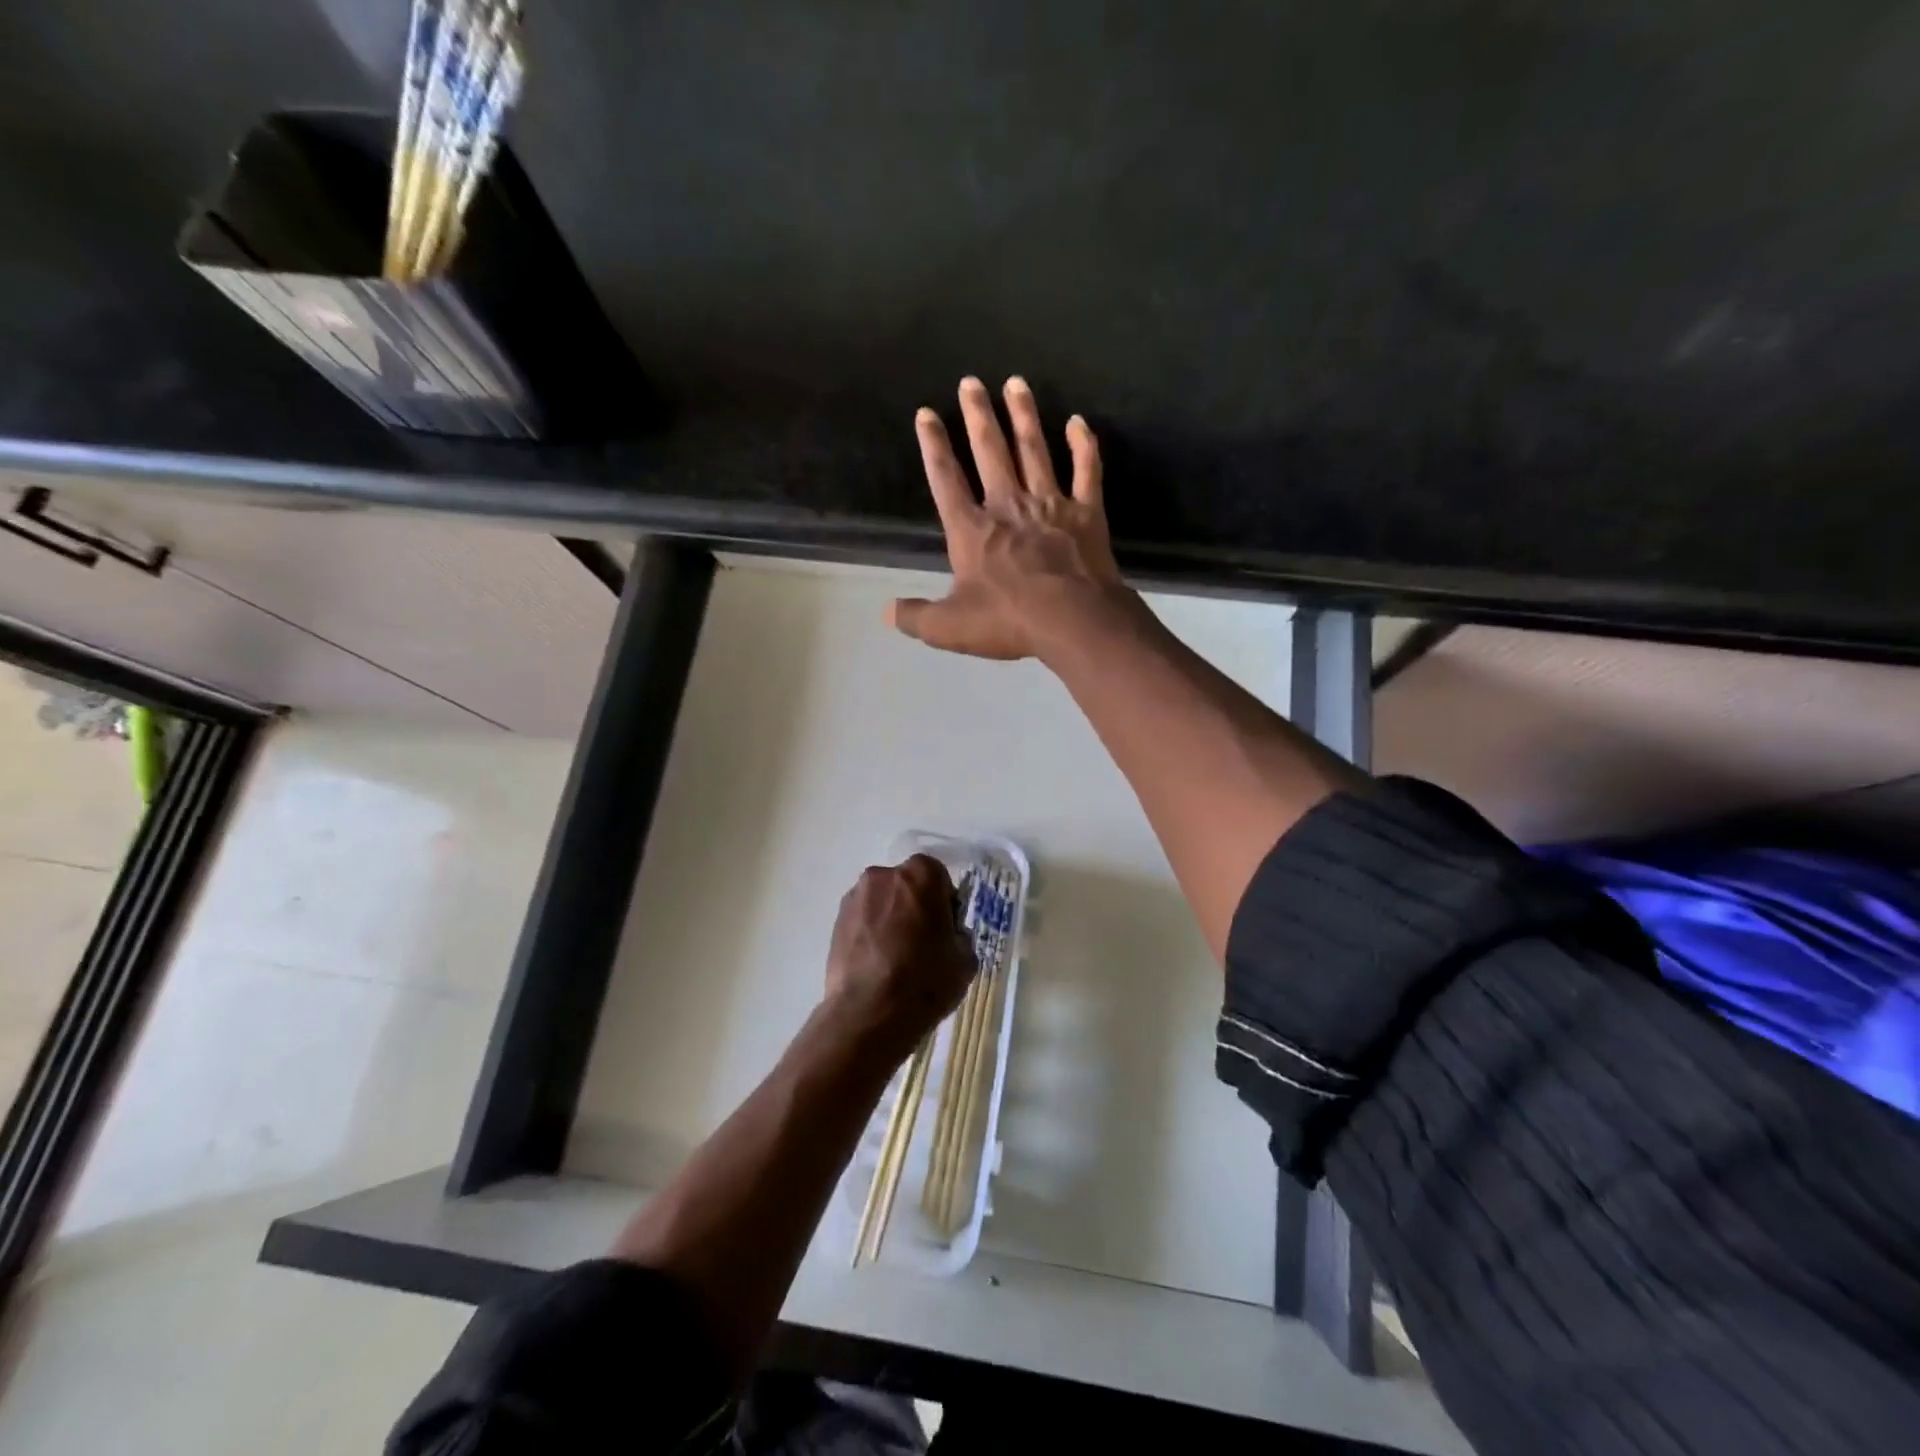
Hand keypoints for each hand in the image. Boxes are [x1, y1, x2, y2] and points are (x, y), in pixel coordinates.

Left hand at [824, 855, 974, 1058]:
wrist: (869, 1013)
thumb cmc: (925, 980)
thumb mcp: (965, 959)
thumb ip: (958, 935)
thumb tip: (947, 935)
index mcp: (921, 875)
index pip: (939, 877)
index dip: (944, 903)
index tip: (945, 930)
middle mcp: (884, 875)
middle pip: (906, 886)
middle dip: (914, 906)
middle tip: (921, 943)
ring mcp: (855, 898)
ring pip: (881, 902)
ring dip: (889, 919)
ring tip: (895, 958)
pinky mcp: (835, 922)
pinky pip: (862, 921)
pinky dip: (870, 934)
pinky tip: (876, 965)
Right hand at [888, 376, 1131, 660]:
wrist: (1073, 620)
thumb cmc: (1008, 621)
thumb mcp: (950, 628)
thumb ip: (917, 617)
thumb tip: (888, 612)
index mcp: (972, 530)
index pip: (946, 480)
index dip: (933, 446)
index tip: (926, 414)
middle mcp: (1008, 506)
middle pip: (990, 451)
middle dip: (978, 415)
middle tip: (971, 382)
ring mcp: (1050, 504)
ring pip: (1034, 450)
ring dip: (1024, 416)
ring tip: (1016, 384)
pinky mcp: (1086, 512)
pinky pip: (1086, 471)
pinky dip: (1084, 446)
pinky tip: (1079, 422)